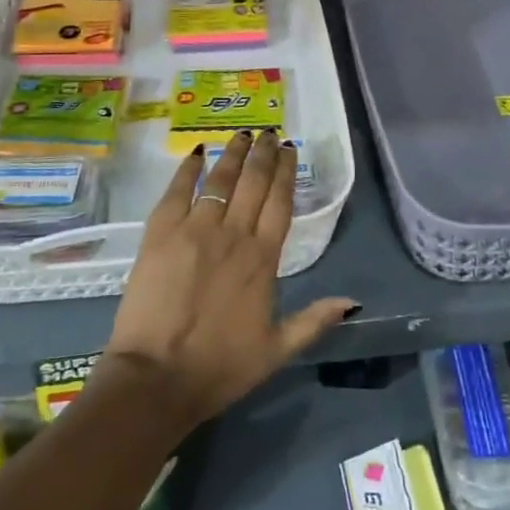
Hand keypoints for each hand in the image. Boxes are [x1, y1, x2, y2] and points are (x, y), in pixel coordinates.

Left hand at [101, 132, 356, 432]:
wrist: (156, 378)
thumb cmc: (219, 368)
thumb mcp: (276, 351)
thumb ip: (314, 321)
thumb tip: (352, 302)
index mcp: (263, 259)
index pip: (280, 202)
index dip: (286, 172)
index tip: (290, 150)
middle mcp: (233, 234)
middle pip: (253, 182)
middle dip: (264, 153)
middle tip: (269, 131)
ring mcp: (194, 229)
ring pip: (220, 179)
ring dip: (233, 153)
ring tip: (243, 134)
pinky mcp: (160, 232)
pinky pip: (178, 190)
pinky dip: (188, 168)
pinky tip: (197, 151)